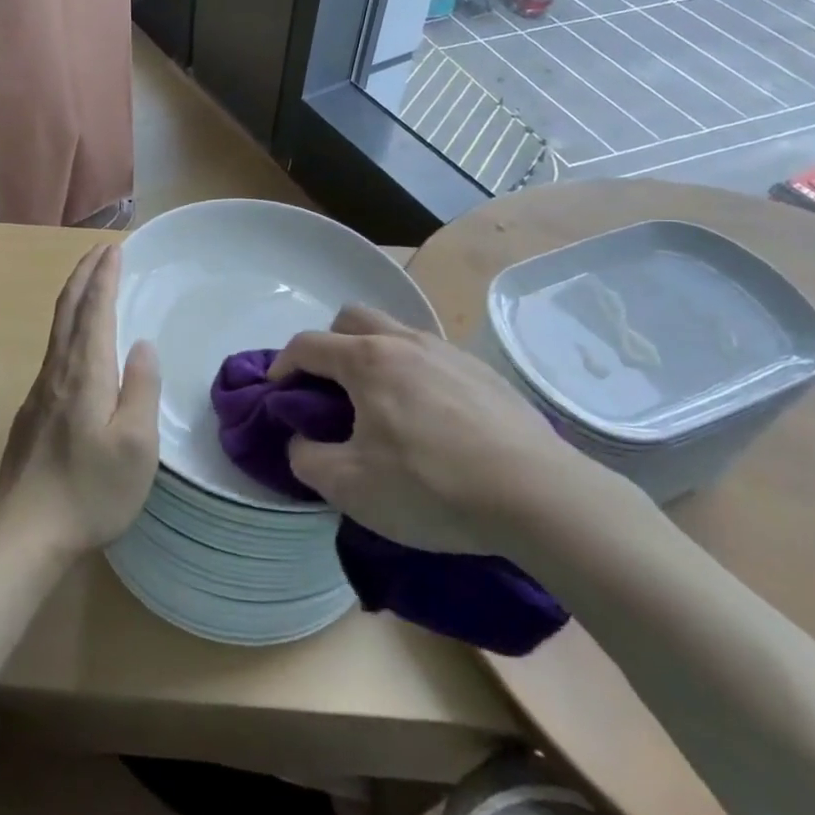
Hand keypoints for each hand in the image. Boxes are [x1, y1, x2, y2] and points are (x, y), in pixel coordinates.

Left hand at [0, 246, 161, 555]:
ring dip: (74, 297)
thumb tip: (143, 345)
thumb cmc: (90, 490)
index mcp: (85, 373)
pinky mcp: (32, 412)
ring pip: (57, 329)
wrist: (24, 532)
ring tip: (90, 283)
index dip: (104, 276)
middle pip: (67, 309)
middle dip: (84, 275)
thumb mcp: (136, 445)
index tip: (114, 249)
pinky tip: (76, 343)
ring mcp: (40, 391)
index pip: (94, 309)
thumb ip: (141, 388)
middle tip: (100, 250)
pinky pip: (53, 351)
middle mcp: (57, 371)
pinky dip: (67, 326)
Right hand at [272, 306, 613, 556]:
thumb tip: (301, 441)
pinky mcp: (485, 374)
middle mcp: (406, 342)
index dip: (282, 364)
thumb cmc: (431, 486)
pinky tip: (430, 419)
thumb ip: (307, 458)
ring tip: (382, 406)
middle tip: (329, 389)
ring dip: (374, 357)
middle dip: (329, 345)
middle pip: (352, 318)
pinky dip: (414, 374)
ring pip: (396, 333)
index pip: (307, 344)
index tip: (275, 392)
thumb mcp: (349, 486)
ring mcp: (450, 353)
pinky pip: (433, 358)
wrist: (539, 496)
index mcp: (367, 360)